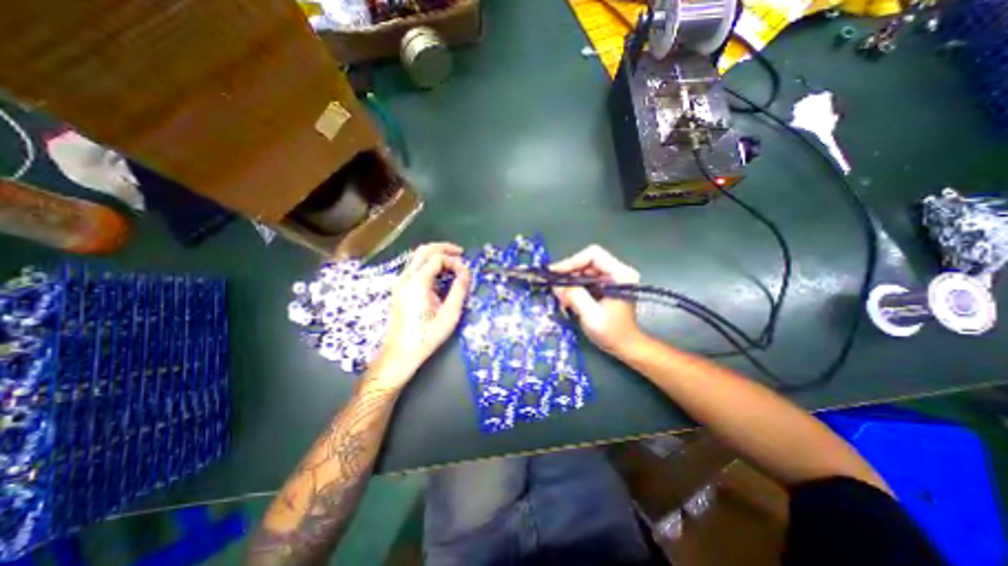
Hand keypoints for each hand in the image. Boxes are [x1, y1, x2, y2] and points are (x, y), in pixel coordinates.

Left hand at [373, 244, 473, 383]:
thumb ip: (459, 290)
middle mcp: (405, 278)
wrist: (400, 353)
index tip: (466, 272)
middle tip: (461, 253)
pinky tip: (440, 273)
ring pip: (417, 257)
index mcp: (417, 283)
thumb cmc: (427, 336)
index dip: (454, 260)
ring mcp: (400, 282)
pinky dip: (429, 263)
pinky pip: (414, 266)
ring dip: (436, 254)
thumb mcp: (449, 315)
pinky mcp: (400, 288)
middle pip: (424, 250)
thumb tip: (466, 271)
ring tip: (453, 262)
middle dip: (443, 248)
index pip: (437, 258)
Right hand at [550, 245, 643, 355]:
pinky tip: (566, 298)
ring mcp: (610, 278)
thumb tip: (556, 285)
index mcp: (620, 275)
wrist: (626, 346)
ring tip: (558, 295)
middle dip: (568, 272)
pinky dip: (573, 286)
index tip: (555, 274)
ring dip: (569, 281)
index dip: (572, 261)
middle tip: (552, 285)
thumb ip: (575, 297)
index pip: (593, 255)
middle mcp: (617, 272)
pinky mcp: (604, 286)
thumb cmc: (613, 333)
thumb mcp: (592, 316)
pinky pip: (584, 279)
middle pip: (586, 261)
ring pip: (583, 270)